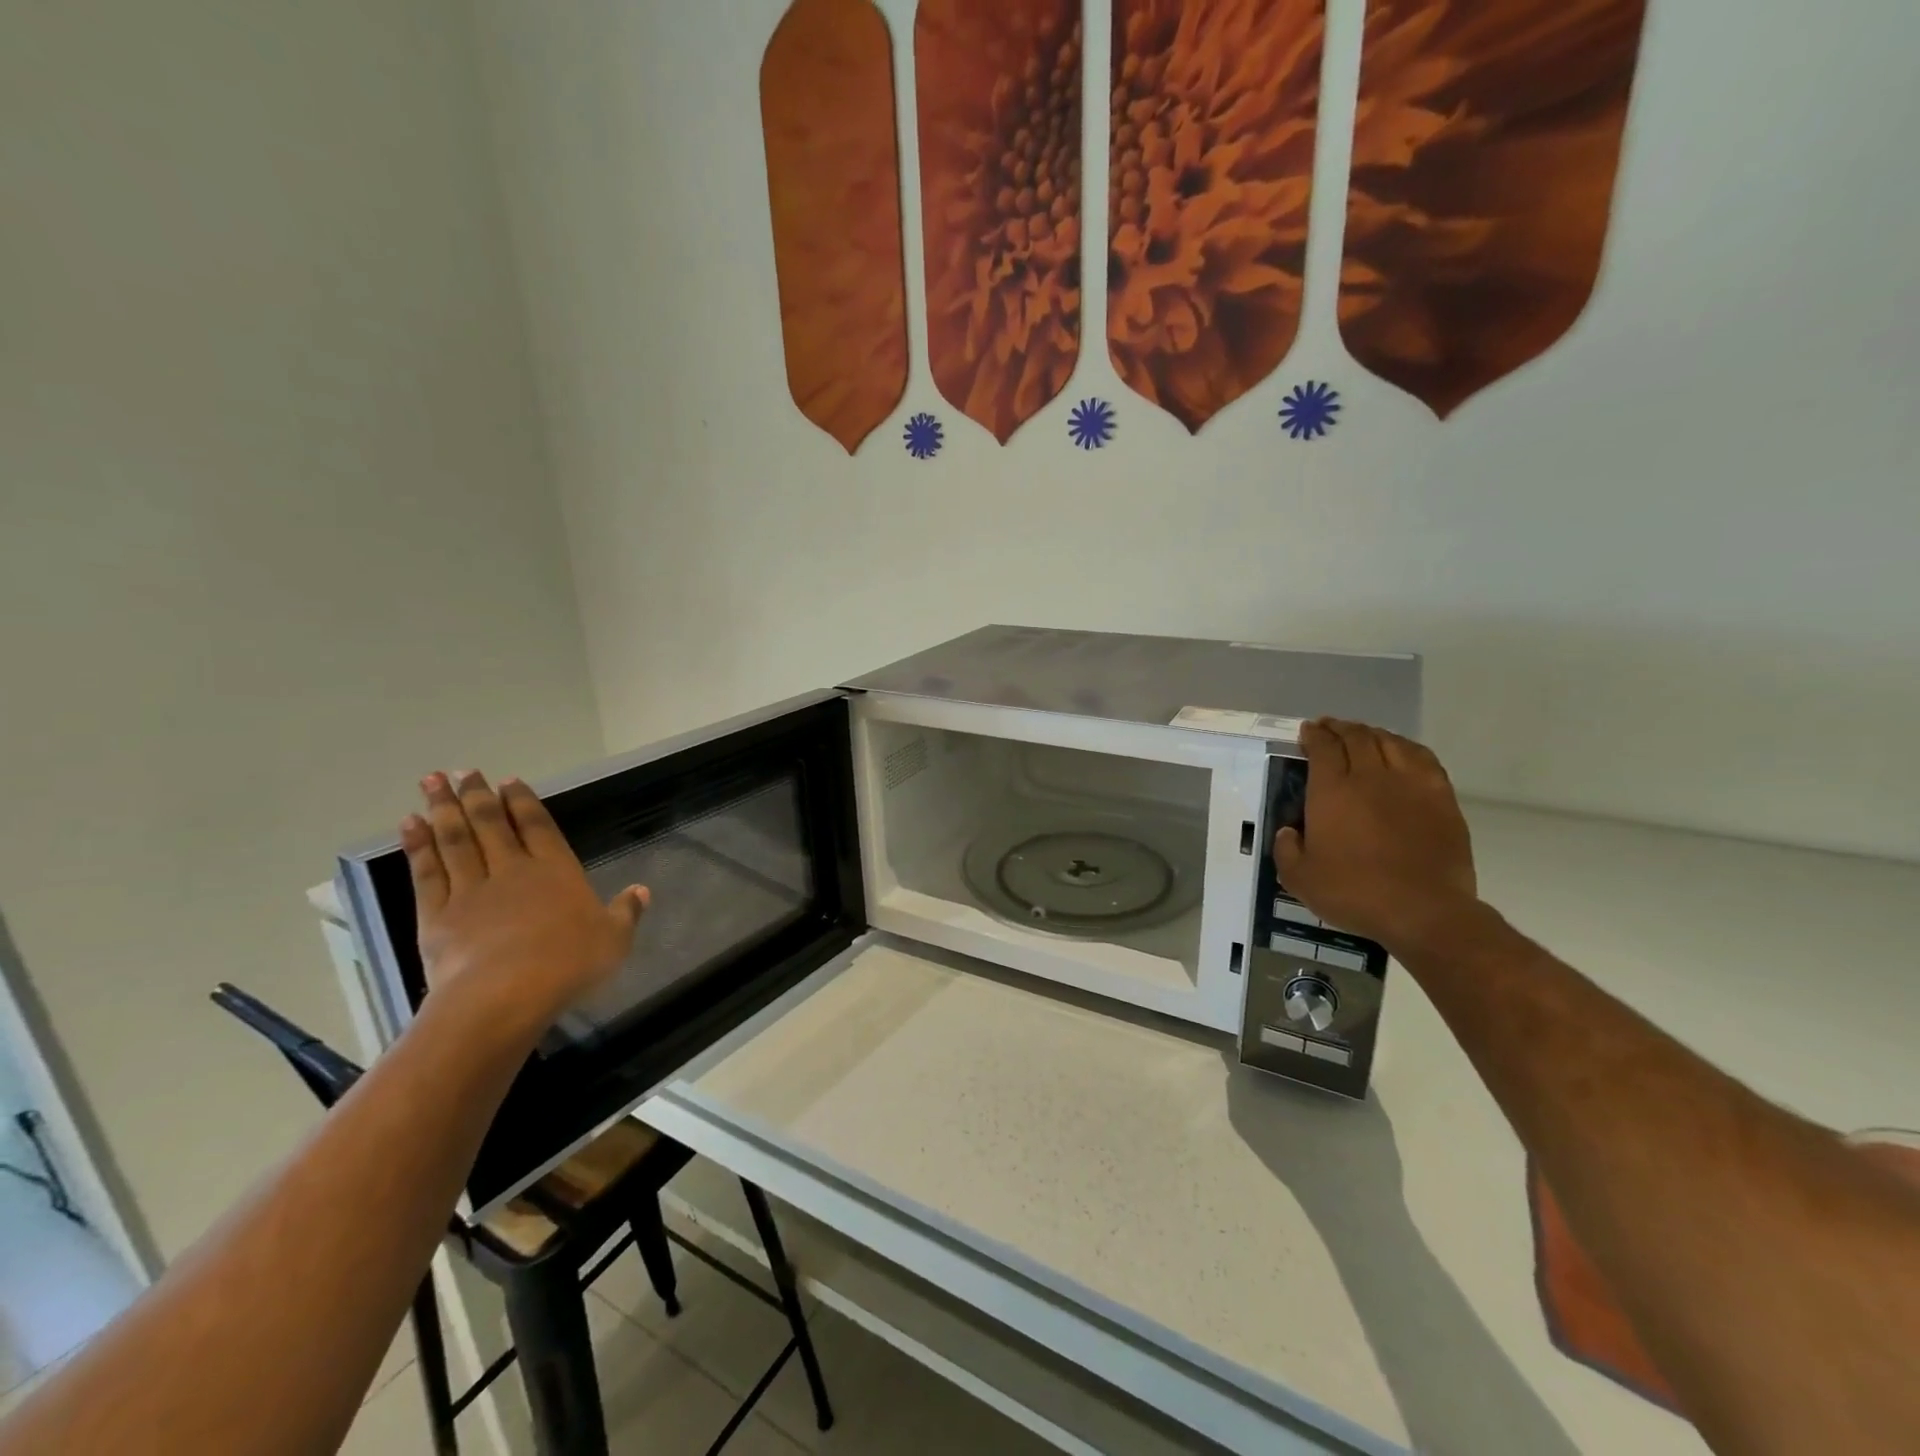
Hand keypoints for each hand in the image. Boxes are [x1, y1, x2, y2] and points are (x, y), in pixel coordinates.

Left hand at [401, 771, 647, 1026]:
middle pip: (491, 825)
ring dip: (443, 810)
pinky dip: (418, 847)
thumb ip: (626, 912)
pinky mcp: (438, 915)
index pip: (538, 827)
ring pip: (456, 841)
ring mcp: (471, 890)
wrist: (505, 994)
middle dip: (477, 796)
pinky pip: (427, 872)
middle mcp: (513, 871)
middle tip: (463, 771)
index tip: (508, 780)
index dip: (523, 802)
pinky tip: (409, 825)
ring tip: (431, 782)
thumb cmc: (569, 963)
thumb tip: (642, 890)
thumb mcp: (614, 939)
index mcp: (556, 871)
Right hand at [1276, 719, 1478, 953]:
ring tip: (1363, 734)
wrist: (1424, 911)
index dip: (1313, 735)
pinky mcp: (1441, 798)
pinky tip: (1402, 751)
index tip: (1307, 731)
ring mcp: (1410, 784)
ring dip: (1372, 733)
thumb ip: (1287, 850)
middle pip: (1356, 737)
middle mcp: (1370, 777)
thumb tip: (1289, 831)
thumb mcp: (1300, 879)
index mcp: (1332, 791)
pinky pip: (1423, 758)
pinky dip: (1406, 747)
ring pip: (1390, 742)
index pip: (1322, 748)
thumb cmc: (1354, 893)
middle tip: (1329, 728)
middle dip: (1339, 728)